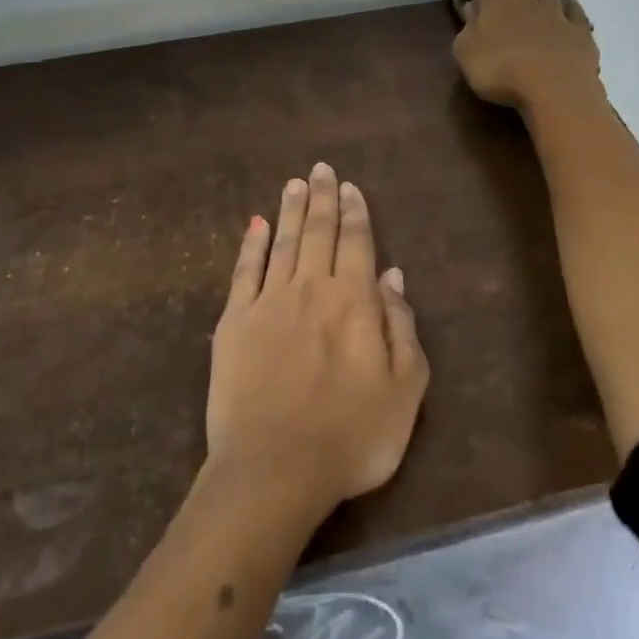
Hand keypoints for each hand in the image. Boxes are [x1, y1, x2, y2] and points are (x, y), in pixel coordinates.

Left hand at [207, 164, 428, 517]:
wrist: (274, 470)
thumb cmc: (351, 435)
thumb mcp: (404, 388)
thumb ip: (401, 326)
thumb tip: (392, 275)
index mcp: (353, 300)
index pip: (356, 242)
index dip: (354, 212)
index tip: (349, 186)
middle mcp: (311, 288)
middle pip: (317, 232)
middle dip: (321, 198)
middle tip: (320, 168)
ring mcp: (268, 302)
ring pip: (282, 243)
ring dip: (289, 210)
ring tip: (294, 183)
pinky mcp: (233, 323)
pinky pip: (244, 272)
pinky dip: (250, 245)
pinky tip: (254, 224)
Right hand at [452, 0, 602, 109]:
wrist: (552, 85)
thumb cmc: (500, 70)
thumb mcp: (467, 53)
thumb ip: (467, 30)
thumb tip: (470, 9)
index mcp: (494, 5)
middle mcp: (525, 2)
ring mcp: (555, 14)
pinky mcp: (578, 30)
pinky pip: (575, 10)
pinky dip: (571, 2)